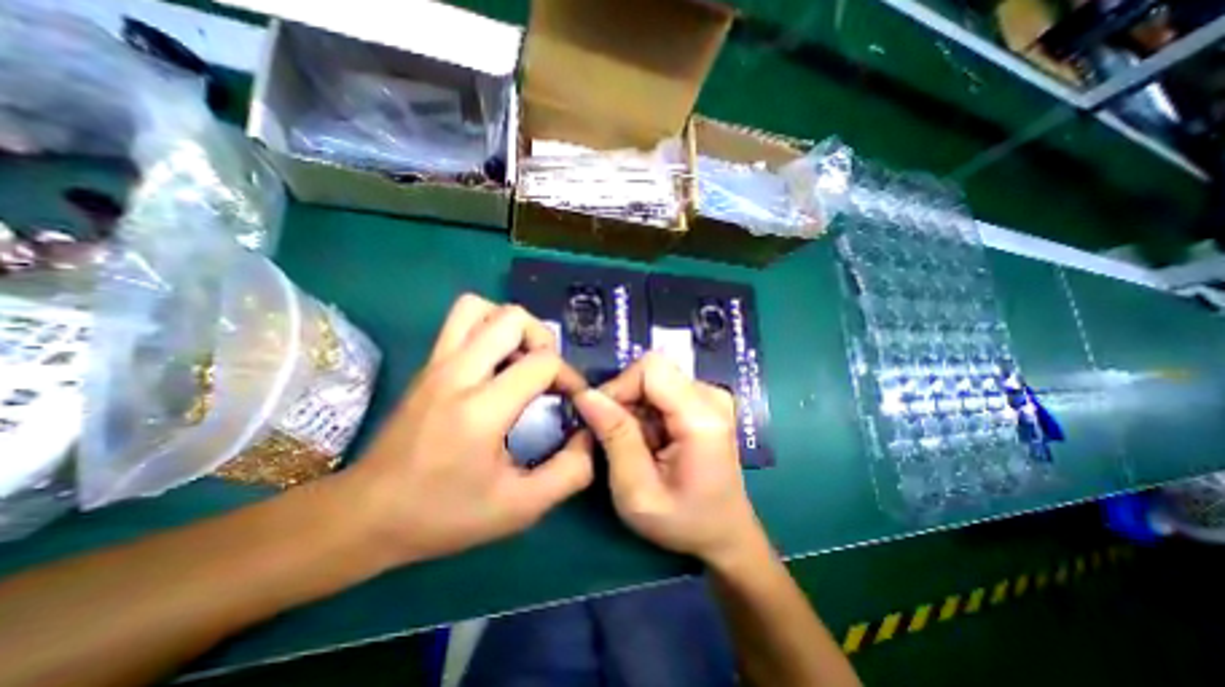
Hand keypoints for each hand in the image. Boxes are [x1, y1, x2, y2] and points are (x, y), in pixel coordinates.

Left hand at [342, 296, 594, 567]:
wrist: (366, 515)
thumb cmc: (443, 514)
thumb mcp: (519, 508)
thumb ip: (569, 473)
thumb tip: (589, 435)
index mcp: (481, 410)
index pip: (542, 362)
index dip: (570, 376)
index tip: (572, 400)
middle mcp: (457, 373)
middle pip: (512, 318)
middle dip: (543, 338)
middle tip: (547, 373)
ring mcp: (437, 363)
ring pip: (481, 307)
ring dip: (512, 326)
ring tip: (521, 359)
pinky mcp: (428, 364)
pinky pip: (463, 321)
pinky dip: (489, 328)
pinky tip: (497, 364)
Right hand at [573, 350, 762, 565]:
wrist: (724, 532)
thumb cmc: (683, 521)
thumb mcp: (638, 492)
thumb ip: (614, 438)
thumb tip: (586, 395)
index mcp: (702, 416)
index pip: (651, 369)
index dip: (618, 386)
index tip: (600, 419)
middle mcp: (712, 395)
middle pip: (651, 371)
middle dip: (624, 399)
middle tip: (615, 437)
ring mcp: (711, 395)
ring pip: (653, 379)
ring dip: (634, 407)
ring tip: (635, 444)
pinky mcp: (705, 400)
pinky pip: (662, 389)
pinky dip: (646, 410)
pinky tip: (649, 439)